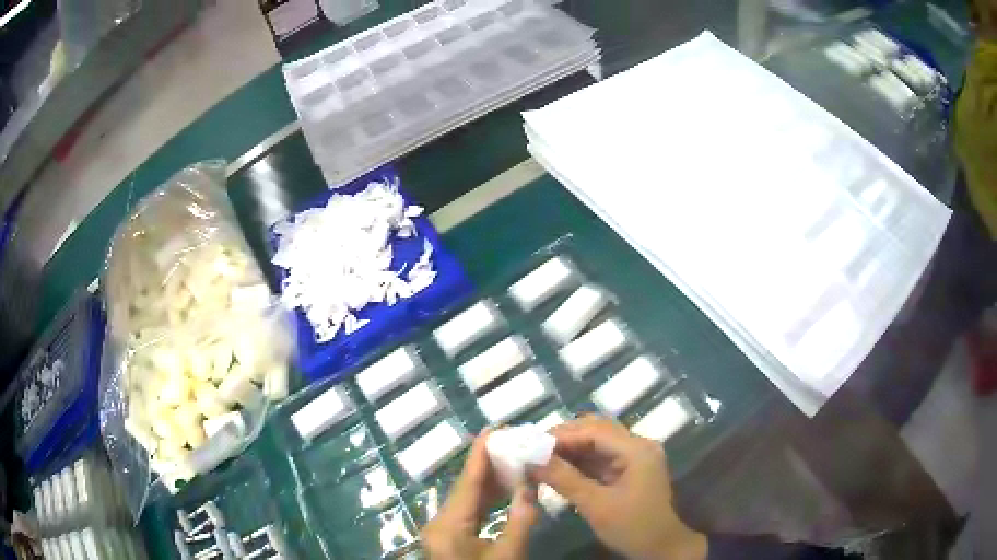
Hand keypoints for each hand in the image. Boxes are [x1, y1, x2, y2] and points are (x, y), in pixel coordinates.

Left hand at [422, 429, 539, 559]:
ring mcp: (442, 531)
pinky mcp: (449, 538)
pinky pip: (468, 512)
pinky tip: (505, 490)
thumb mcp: (508, 554)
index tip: (495, 428)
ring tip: (516, 460)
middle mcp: (439, 522)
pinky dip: (487, 500)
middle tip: (516, 443)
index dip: (481, 454)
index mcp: (448, 524)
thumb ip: (520, 520)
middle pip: (465, 487)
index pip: (467, 482)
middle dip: (490, 465)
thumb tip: (531, 487)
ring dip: (491, 482)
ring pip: (467, 499)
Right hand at [530, 416, 706, 559]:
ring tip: (540, 458)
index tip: (531, 444)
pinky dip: (579, 462)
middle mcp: (637, 446)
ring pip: (596, 443)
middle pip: (596, 430)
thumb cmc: (631, 526)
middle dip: (564, 438)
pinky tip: (557, 469)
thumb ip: (564, 479)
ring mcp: (634, 457)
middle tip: (534, 450)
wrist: (660, 548)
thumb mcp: (595, 505)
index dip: (562, 435)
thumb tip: (532, 461)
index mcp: (636, 449)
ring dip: (570, 449)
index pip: (594, 430)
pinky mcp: (628, 469)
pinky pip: (600, 457)